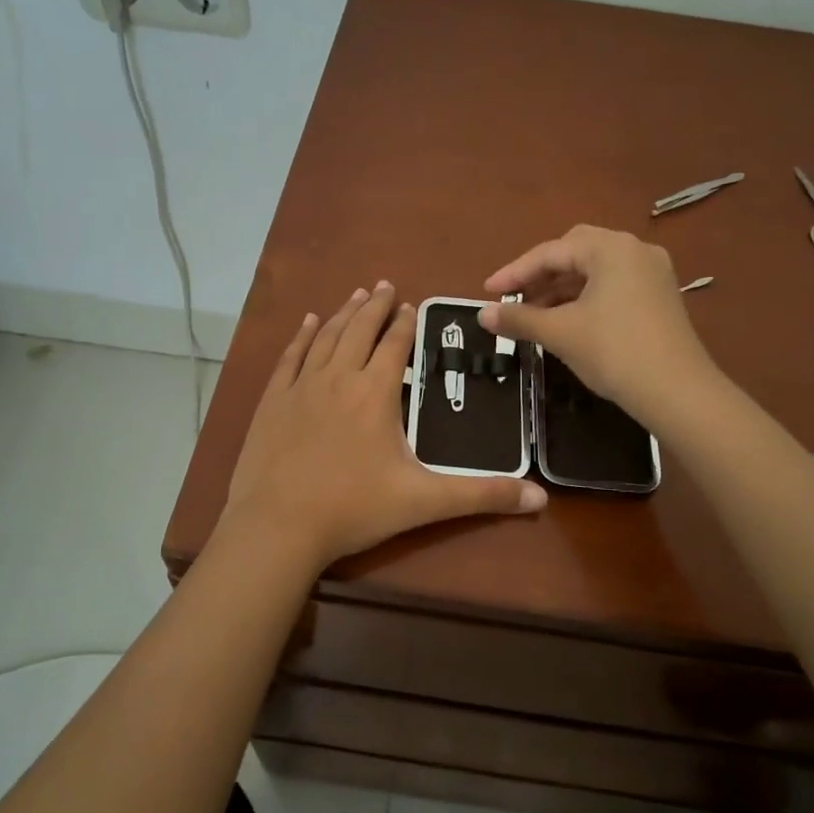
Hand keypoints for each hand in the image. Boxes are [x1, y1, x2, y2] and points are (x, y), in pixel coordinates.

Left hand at [224, 282, 545, 570]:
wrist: (279, 526)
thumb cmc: (354, 510)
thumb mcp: (424, 502)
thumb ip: (482, 496)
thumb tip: (540, 498)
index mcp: (375, 393)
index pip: (394, 345)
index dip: (405, 323)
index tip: (411, 305)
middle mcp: (338, 378)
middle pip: (359, 329)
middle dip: (375, 306)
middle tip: (384, 285)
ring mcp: (301, 387)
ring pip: (326, 337)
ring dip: (343, 313)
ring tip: (355, 295)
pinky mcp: (273, 401)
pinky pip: (290, 356)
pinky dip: (302, 335)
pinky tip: (309, 322)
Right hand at [479, 225, 716, 423]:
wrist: (677, 392)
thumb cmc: (614, 352)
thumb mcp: (560, 333)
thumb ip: (519, 318)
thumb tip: (482, 314)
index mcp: (611, 248)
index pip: (551, 252)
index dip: (514, 272)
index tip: (487, 292)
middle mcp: (635, 251)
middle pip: (575, 252)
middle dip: (541, 274)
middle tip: (515, 297)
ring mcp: (652, 274)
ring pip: (595, 271)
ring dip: (562, 288)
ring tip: (534, 315)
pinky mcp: (660, 298)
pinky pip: (613, 286)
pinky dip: (585, 298)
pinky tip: (568, 321)